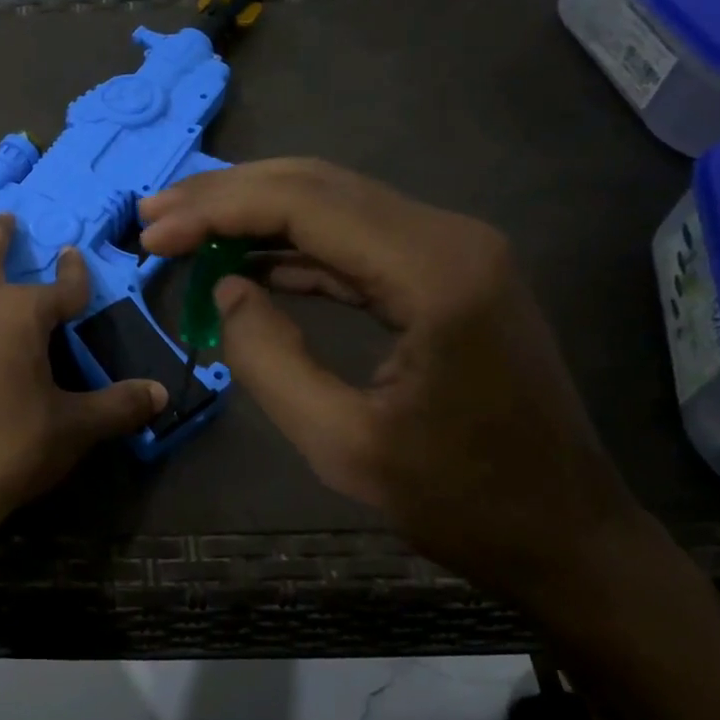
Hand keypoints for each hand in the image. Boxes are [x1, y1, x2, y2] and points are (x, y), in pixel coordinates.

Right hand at [139, 159, 648, 613]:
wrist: (567, 535)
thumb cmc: (461, 500)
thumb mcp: (341, 444)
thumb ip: (268, 358)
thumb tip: (226, 289)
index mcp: (433, 271)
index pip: (304, 204)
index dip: (217, 210)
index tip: (153, 234)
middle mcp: (448, 237)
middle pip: (316, 184)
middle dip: (226, 196)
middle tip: (155, 216)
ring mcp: (451, 251)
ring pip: (332, 203)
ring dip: (254, 213)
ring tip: (184, 231)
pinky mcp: (445, 273)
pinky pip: (353, 240)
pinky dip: (292, 245)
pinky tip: (247, 262)